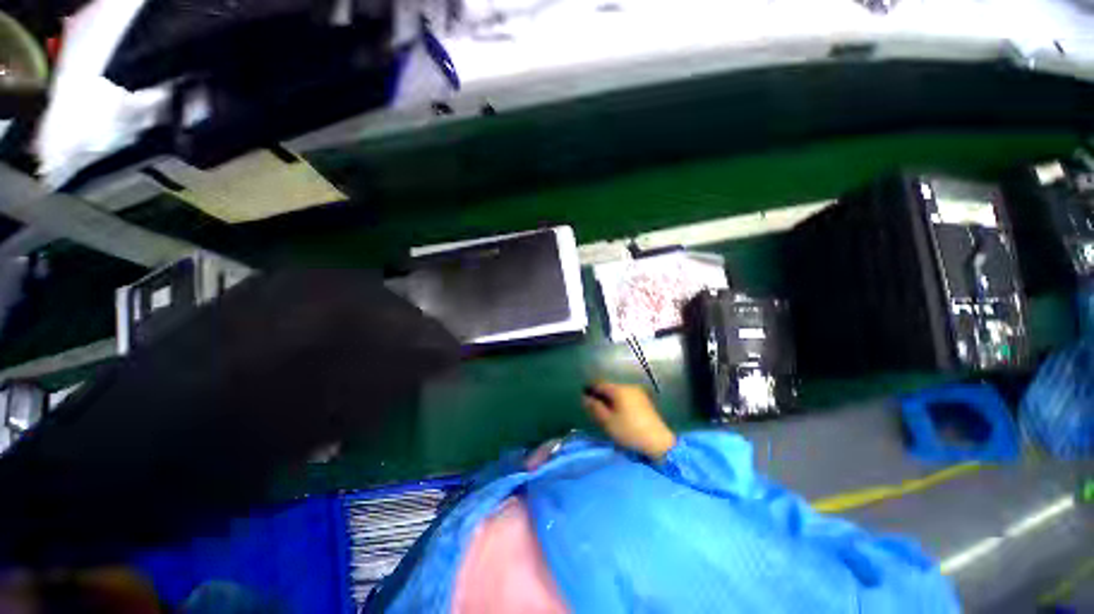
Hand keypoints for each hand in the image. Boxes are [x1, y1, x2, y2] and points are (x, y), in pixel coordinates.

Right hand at [582, 381, 675, 460]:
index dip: (590, 390)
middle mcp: (629, 387)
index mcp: (619, 389)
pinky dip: (620, 403)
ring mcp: (639, 393)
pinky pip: (627, 397)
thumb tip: (585, 398)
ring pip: (618, 393)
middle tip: (593, 407)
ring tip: (605, 412)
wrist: (658, 441)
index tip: (584, 398)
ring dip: (610, 400)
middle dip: (600, 395)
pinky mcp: (645, 401)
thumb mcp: (607, 421)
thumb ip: (594, 407)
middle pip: (610, 387)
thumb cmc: (629, 431)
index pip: (600, 384)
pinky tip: (618, 414)